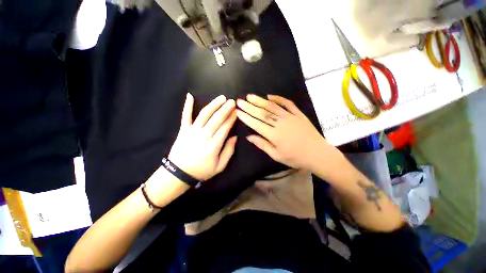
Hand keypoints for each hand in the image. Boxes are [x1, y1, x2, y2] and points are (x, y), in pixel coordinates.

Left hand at [168, 93, 236, 180]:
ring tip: (221, 98)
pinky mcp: (183, 130)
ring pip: (205, 114)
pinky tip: (189, 96)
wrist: (179, 173)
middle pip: (217, 118)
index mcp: (214, 144)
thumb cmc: (202, 170)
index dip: (231, 118)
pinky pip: (185, 116)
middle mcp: (204, 135)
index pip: (225, 127)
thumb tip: (235, 137)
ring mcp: (192, 131)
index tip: (236, 111)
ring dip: (213, 105)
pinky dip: (187, 106)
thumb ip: (229, 151)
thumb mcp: (220, 166)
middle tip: (232, 101)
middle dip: (226, 109)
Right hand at [236, 94, 326, 169]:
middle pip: (262, 113)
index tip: (237, 112)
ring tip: (250, 96)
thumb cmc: (295, 158)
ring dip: (260, 100)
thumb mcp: (276, 155)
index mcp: (274, 135)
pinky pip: (287, 104)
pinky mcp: (298, 114)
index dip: (245, 117)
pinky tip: (270, 96)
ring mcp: (290, 117)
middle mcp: (280, 123)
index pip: (256, 124)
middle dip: (249, 107)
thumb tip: (248, 137)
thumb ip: (262, 144)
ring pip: (272, 107)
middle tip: (239, 101)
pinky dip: (278, 99)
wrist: (318, 154)